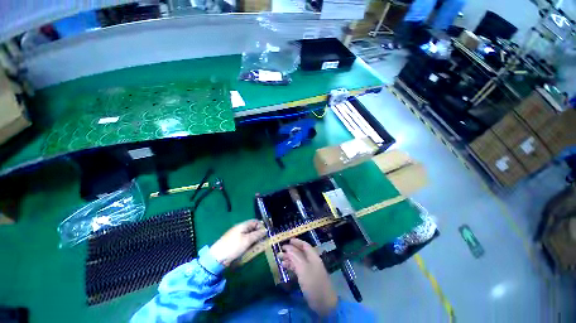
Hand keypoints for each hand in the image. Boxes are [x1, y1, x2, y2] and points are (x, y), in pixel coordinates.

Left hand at [210, 219, 266, 266]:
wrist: (217, 258)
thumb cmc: (233, 246)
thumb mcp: (247, 240)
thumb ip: (257, 234)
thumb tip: (266, 230)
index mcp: (243, 225)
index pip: (255, 221)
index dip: (261, 226)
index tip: (266, 234)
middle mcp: (240, 228)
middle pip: (253, 228)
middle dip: (259, 234)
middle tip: (263, 241)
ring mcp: (237, 236)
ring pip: (249, 235)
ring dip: (254, 240)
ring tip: (257, 247)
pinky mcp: (235, 243)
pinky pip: (245, 241)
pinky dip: (249, 244)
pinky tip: (250, 249)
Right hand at [279, 239, 337, 315]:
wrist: (323, 304)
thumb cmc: (314, 283)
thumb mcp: (303, 269)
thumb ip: (295, 257)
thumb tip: (288, 248)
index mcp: (313, 257)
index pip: (305, 245)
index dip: (297, 242)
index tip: (288, 240)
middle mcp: (311, 261)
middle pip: (300, 253)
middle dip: (290, 251)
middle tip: (280, 251)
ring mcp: (309, 270)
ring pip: (298, 261)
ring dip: (289, 259)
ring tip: (279, 258)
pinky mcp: (307, 278)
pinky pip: (298, 268)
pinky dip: (291, 266)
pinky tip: (284, 267)